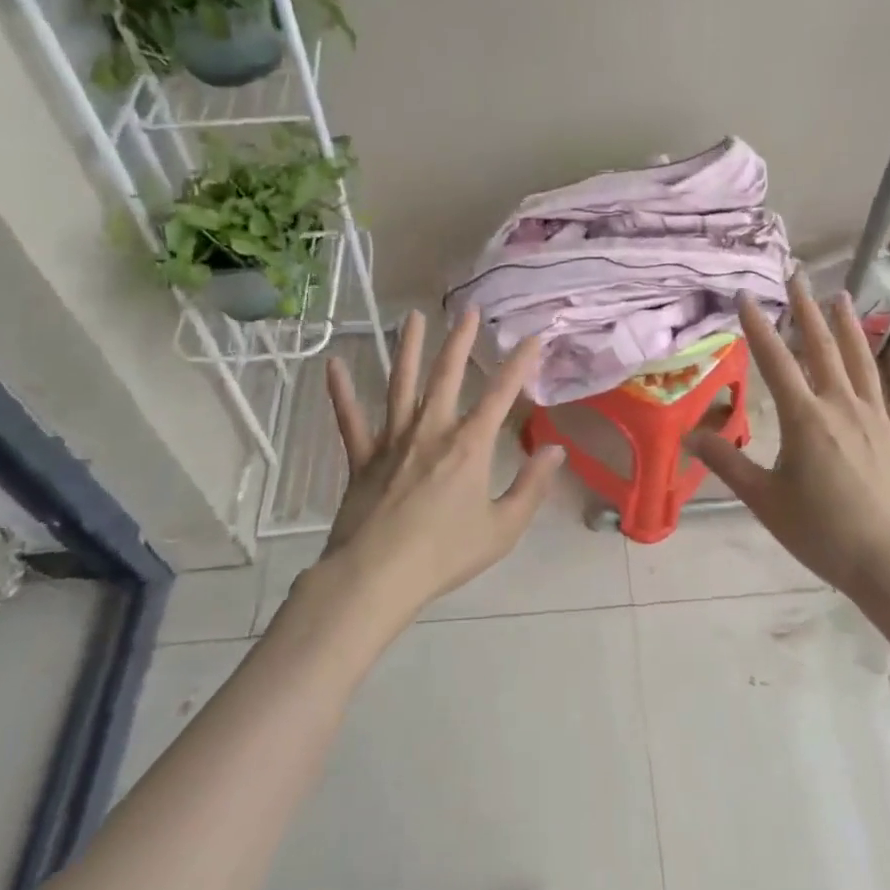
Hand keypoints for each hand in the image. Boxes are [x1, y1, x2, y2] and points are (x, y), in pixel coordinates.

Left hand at [321, 308, 566, 618]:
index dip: (520, 364)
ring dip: (407, 349)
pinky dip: (341, 393)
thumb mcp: (502, 528)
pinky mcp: (362, 458)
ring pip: (400, 384)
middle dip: (460, 341)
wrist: (376, 578)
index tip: (532, 337)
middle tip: (469, 311)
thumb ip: (532, 487)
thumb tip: (556, 450)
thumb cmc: (445, 555)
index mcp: (469, 446)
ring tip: (411, 317)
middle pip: (447, 376)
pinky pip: (350, 420)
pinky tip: (333, 365)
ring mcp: (392, 441)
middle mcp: (431, 431)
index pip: (501, 394)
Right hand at [686, 281, 889, 602]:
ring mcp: (876, 418)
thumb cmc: (822, 532)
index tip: (746, 295)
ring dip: (849, 326)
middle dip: (806, 309)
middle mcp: (841, 405)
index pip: (775, 361)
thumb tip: (688, 436)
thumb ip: (727, 463)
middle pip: (821, 347)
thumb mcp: (764, 500)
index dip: (758, 326)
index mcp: (805, 417)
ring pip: (861, 361)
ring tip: (841, 296)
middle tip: (798, 275)